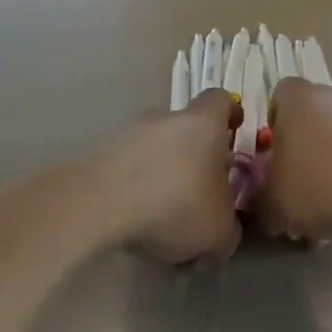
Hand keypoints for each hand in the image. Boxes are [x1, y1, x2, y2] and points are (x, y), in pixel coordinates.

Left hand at [83, 90, 241, 264]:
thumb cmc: (175, 204)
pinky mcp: (98, 153)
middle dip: (195, 156)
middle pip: (186, 128)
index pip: (221, 100)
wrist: (97, 204)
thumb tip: (224, 230)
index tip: (234, 131)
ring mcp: (127, 132)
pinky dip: (134, 186)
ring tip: (164, 214)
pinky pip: (127, 166)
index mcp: (203, 123)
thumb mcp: (219, 231)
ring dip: (162, 173)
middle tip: (200, 191)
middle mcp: (165, 118)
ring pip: (154, 148)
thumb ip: (229, 228)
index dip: (230, 114)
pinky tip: (135, 218)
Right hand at [256, 79, 331, 244]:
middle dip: (305, 147)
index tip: (276, 157)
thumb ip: (262, 200)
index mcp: (295, 98)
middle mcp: (330, 94)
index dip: (275, 126)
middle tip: (302, 184)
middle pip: (311, 116)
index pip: (278, 97)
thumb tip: (267, 204)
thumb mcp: (273, 203)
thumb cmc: (317, 183)